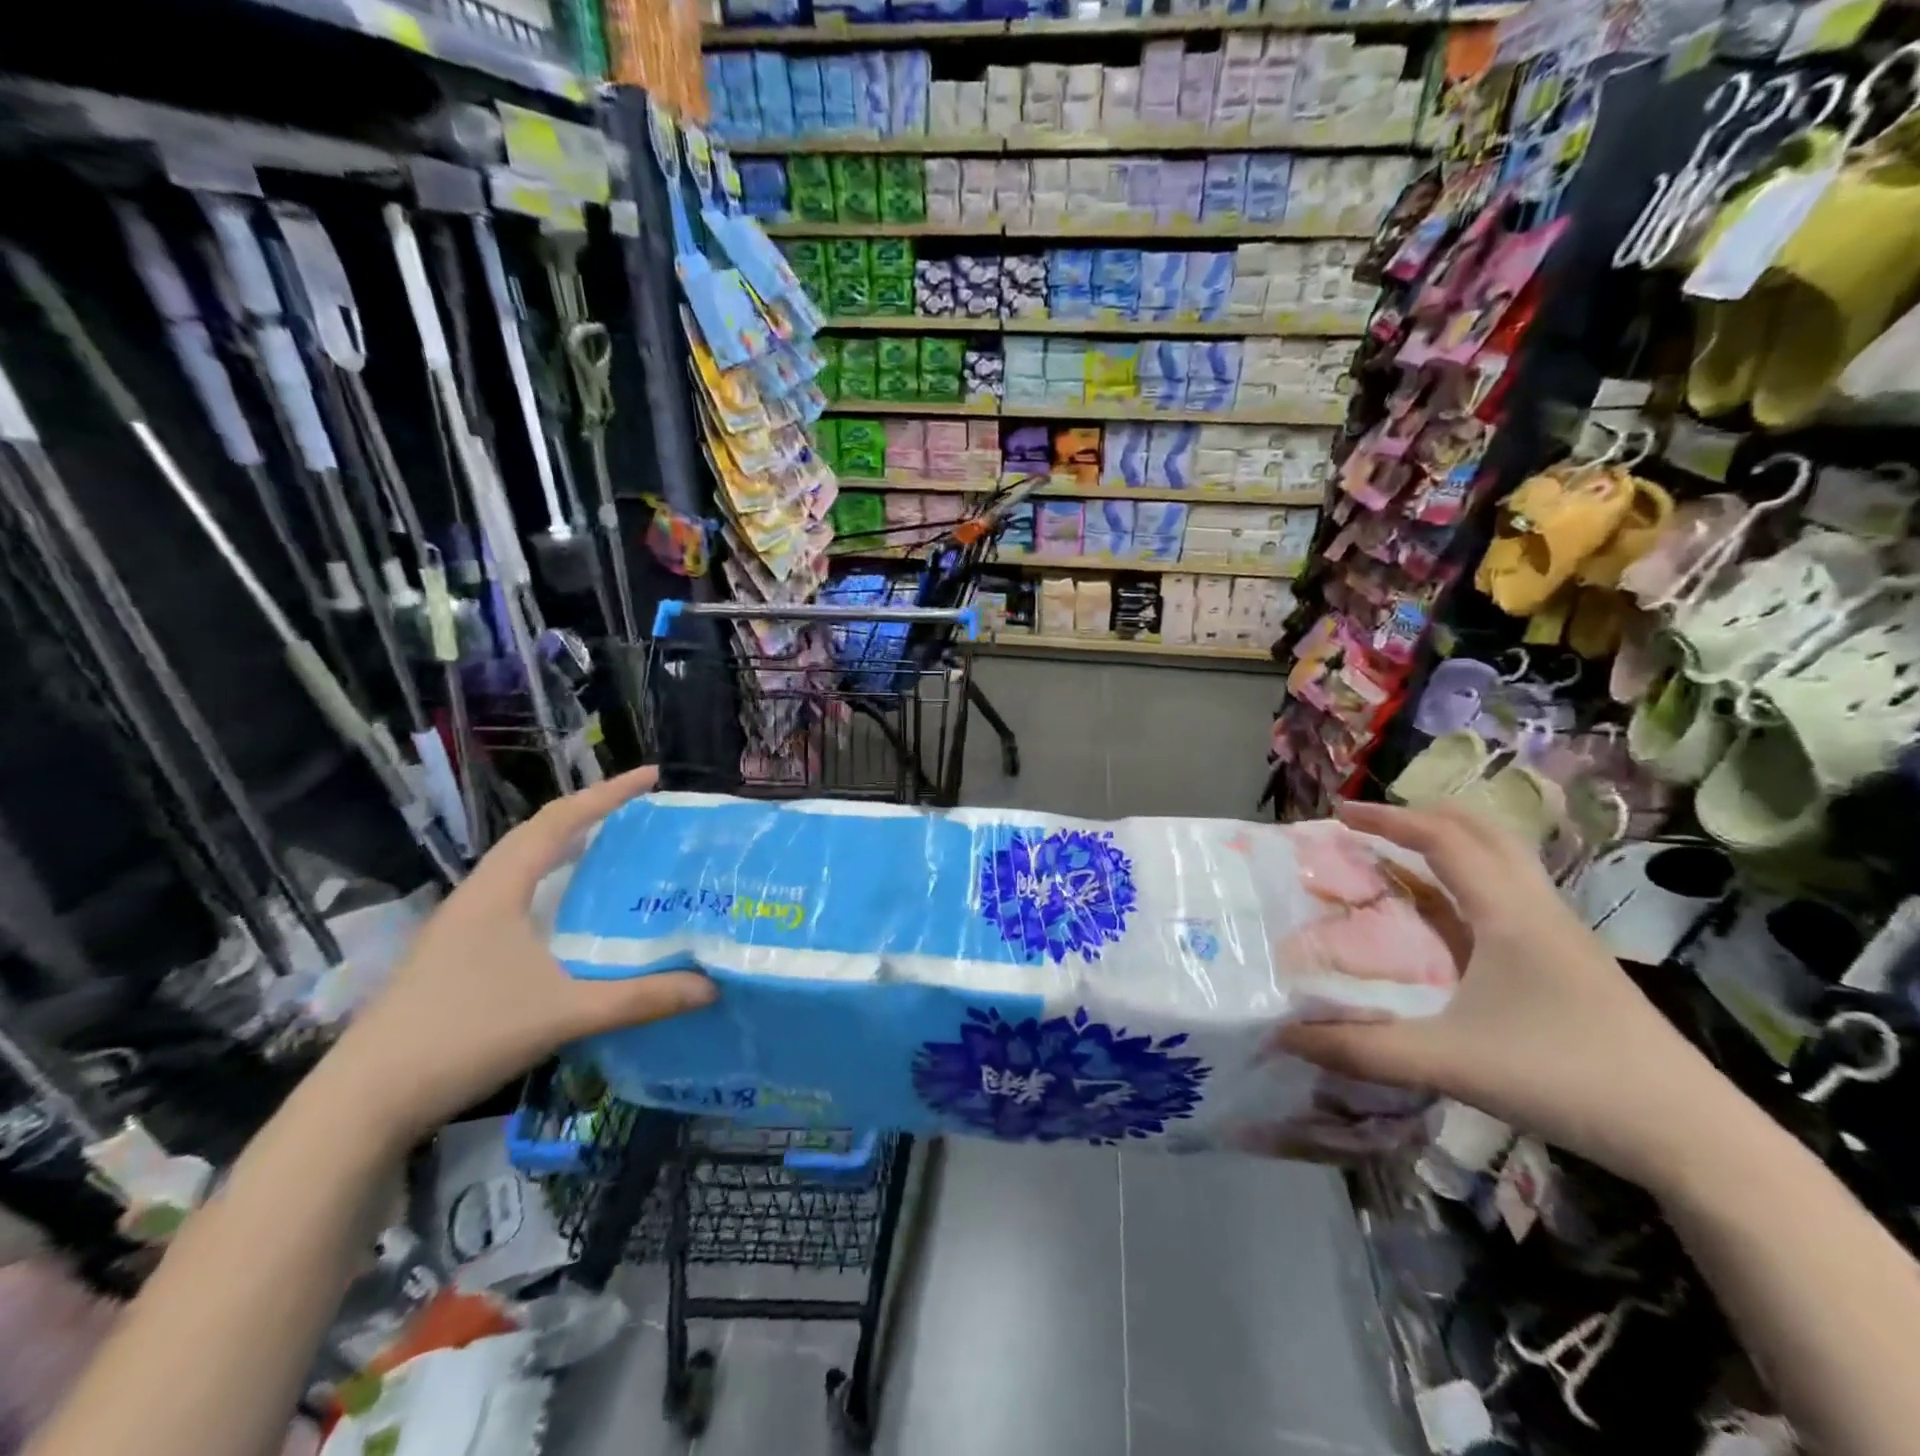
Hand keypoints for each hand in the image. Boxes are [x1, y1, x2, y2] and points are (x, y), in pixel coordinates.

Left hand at [320, 767, 714, 1146]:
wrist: (363, 1103)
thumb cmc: (464, 1035)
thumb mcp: (564, 1013)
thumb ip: (639, 998)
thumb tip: (711, 987)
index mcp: (499, 890)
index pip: (559, 822)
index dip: (607, 794)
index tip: (652, 777)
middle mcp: (478, 896)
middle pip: (537, 836)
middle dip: (589, 815)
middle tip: (639, 813)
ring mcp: (460, 927)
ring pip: (521, 868)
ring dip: (566, 849)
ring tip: (612, 851)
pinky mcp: (455, 956)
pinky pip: (514, 898)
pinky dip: (550, 887)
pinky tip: (569, 916)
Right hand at [1278, 802, 1734, 1189]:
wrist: (1693, 1137)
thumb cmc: (1566, 1079)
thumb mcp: (1449, 1063)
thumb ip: (1362, 1050)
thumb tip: (1286, 1036)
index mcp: (1508, 913)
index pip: (1442, 839)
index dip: (1387, 818)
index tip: (1338, 814)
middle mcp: (1538, 909)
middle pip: (1483, 831)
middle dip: (1423, 815)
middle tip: (1371, 826)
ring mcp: (1562, 934)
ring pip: (1504, 860)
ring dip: (1451, 844)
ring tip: (1402, 858)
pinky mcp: (1573, 961)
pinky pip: (1512, 894)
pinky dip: (1470, 880)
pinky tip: (1449, 919)